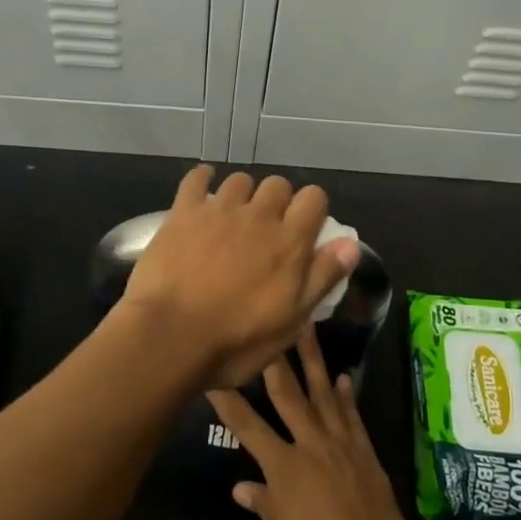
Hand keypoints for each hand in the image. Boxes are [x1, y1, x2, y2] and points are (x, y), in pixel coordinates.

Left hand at [118, 166, 359, 389]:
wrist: (170, 336)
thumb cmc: (237, 340)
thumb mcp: (292, 321)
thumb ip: (322, 277)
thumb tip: (351, 244)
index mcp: (289, 241)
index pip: (314, 198)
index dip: (313, 209)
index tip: (306, 229)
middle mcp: (258, 216)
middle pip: (278, 184)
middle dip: (279, 201)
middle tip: (268, 230)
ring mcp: (218, 211)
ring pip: (240, 181)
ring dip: (244, 194)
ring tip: (235, 217)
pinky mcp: (183, 213)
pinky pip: (196, 179)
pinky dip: (203, 179)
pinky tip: (203, 188)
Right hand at [207, 329, 432, 519]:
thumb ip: (264, 508)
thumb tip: (244, 487)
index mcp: (283, 470)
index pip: (247, 425)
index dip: (228, 400)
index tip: (214, 374)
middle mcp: (312, 448)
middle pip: (290, 396)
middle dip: (276, 360)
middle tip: (270, 327)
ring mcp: (344, 450)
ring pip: (326, 396)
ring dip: (316, 362)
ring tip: (309, 331)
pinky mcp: (368, 458)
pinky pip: (354, 419)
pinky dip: (348, 397)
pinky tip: (344, 378)